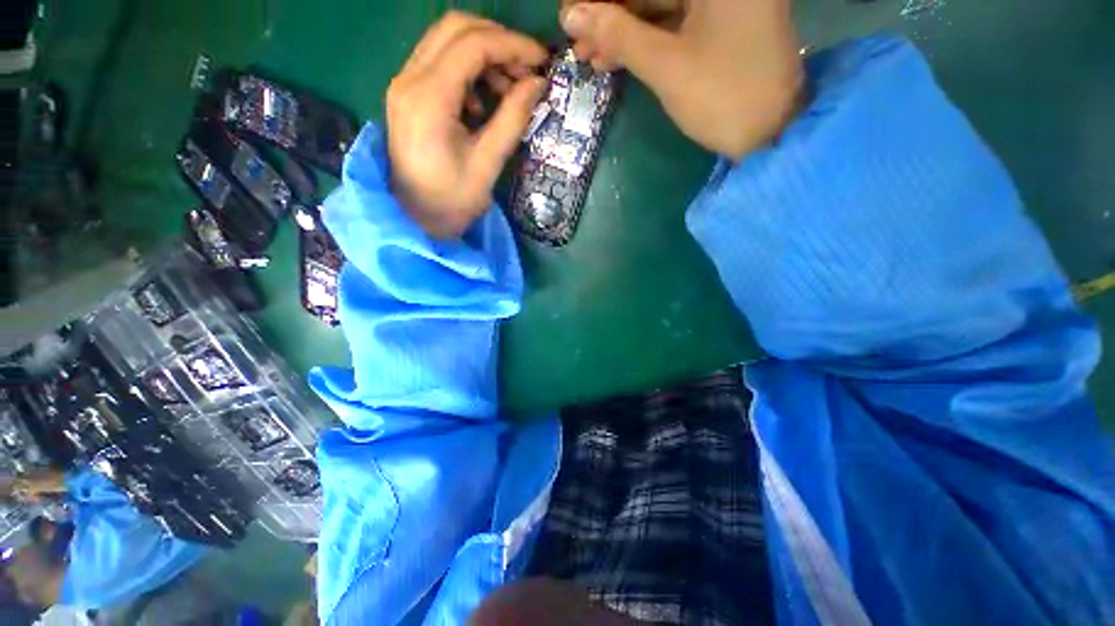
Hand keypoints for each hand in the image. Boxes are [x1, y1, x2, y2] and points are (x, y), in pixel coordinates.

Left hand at [387, 12, 548, 237]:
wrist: (414, 219)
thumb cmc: (451, 201)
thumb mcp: (488, 164)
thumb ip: (513, 119)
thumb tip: (538, 84)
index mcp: (429, 98)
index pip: (473, 44)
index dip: (512, 45)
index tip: (542, 61)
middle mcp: (409, 79)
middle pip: (456, 28)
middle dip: (498, 42)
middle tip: (526, 72)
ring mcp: (404, 84)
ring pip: (447, 41)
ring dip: (484, 55)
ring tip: (509, 91)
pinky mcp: (407, 94)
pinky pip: (440, 62)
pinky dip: (469, 71)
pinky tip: (484, 104)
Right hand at [560, 0, 803, 159]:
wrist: (769, 135)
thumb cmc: (720, 97)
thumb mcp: (666, 66)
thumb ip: (618, 36)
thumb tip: (572, 13)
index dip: (604, 0)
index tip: (573, 14)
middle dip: (611, 18)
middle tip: (578, 42)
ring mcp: (724, 3)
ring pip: (661, 8)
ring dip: (623, 34)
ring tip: (589, 58)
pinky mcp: (722, 25)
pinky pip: (674, 25)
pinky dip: (645, 43)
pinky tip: (616, 61)